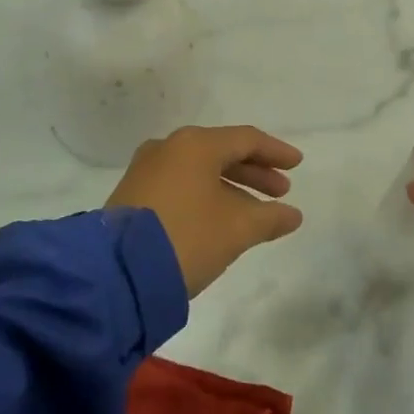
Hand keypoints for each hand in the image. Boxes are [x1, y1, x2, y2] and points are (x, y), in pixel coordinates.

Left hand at [107, 126, 304, 297]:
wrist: (116, 273)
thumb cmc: (188, 237)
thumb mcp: (238, 229)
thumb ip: (270, 217)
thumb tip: (293, 214)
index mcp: (196, 144)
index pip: (246, 139)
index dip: (276, 152)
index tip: (297, 165)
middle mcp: (169, 148)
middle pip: (221, 152)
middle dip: (254, 172)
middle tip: (280, 191)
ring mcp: (146, 170)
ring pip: (200, 170)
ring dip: (231, 187)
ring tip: (255, 212)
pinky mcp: (132, 195)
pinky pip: (180, 185)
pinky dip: (206, 195)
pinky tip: (220, 218)